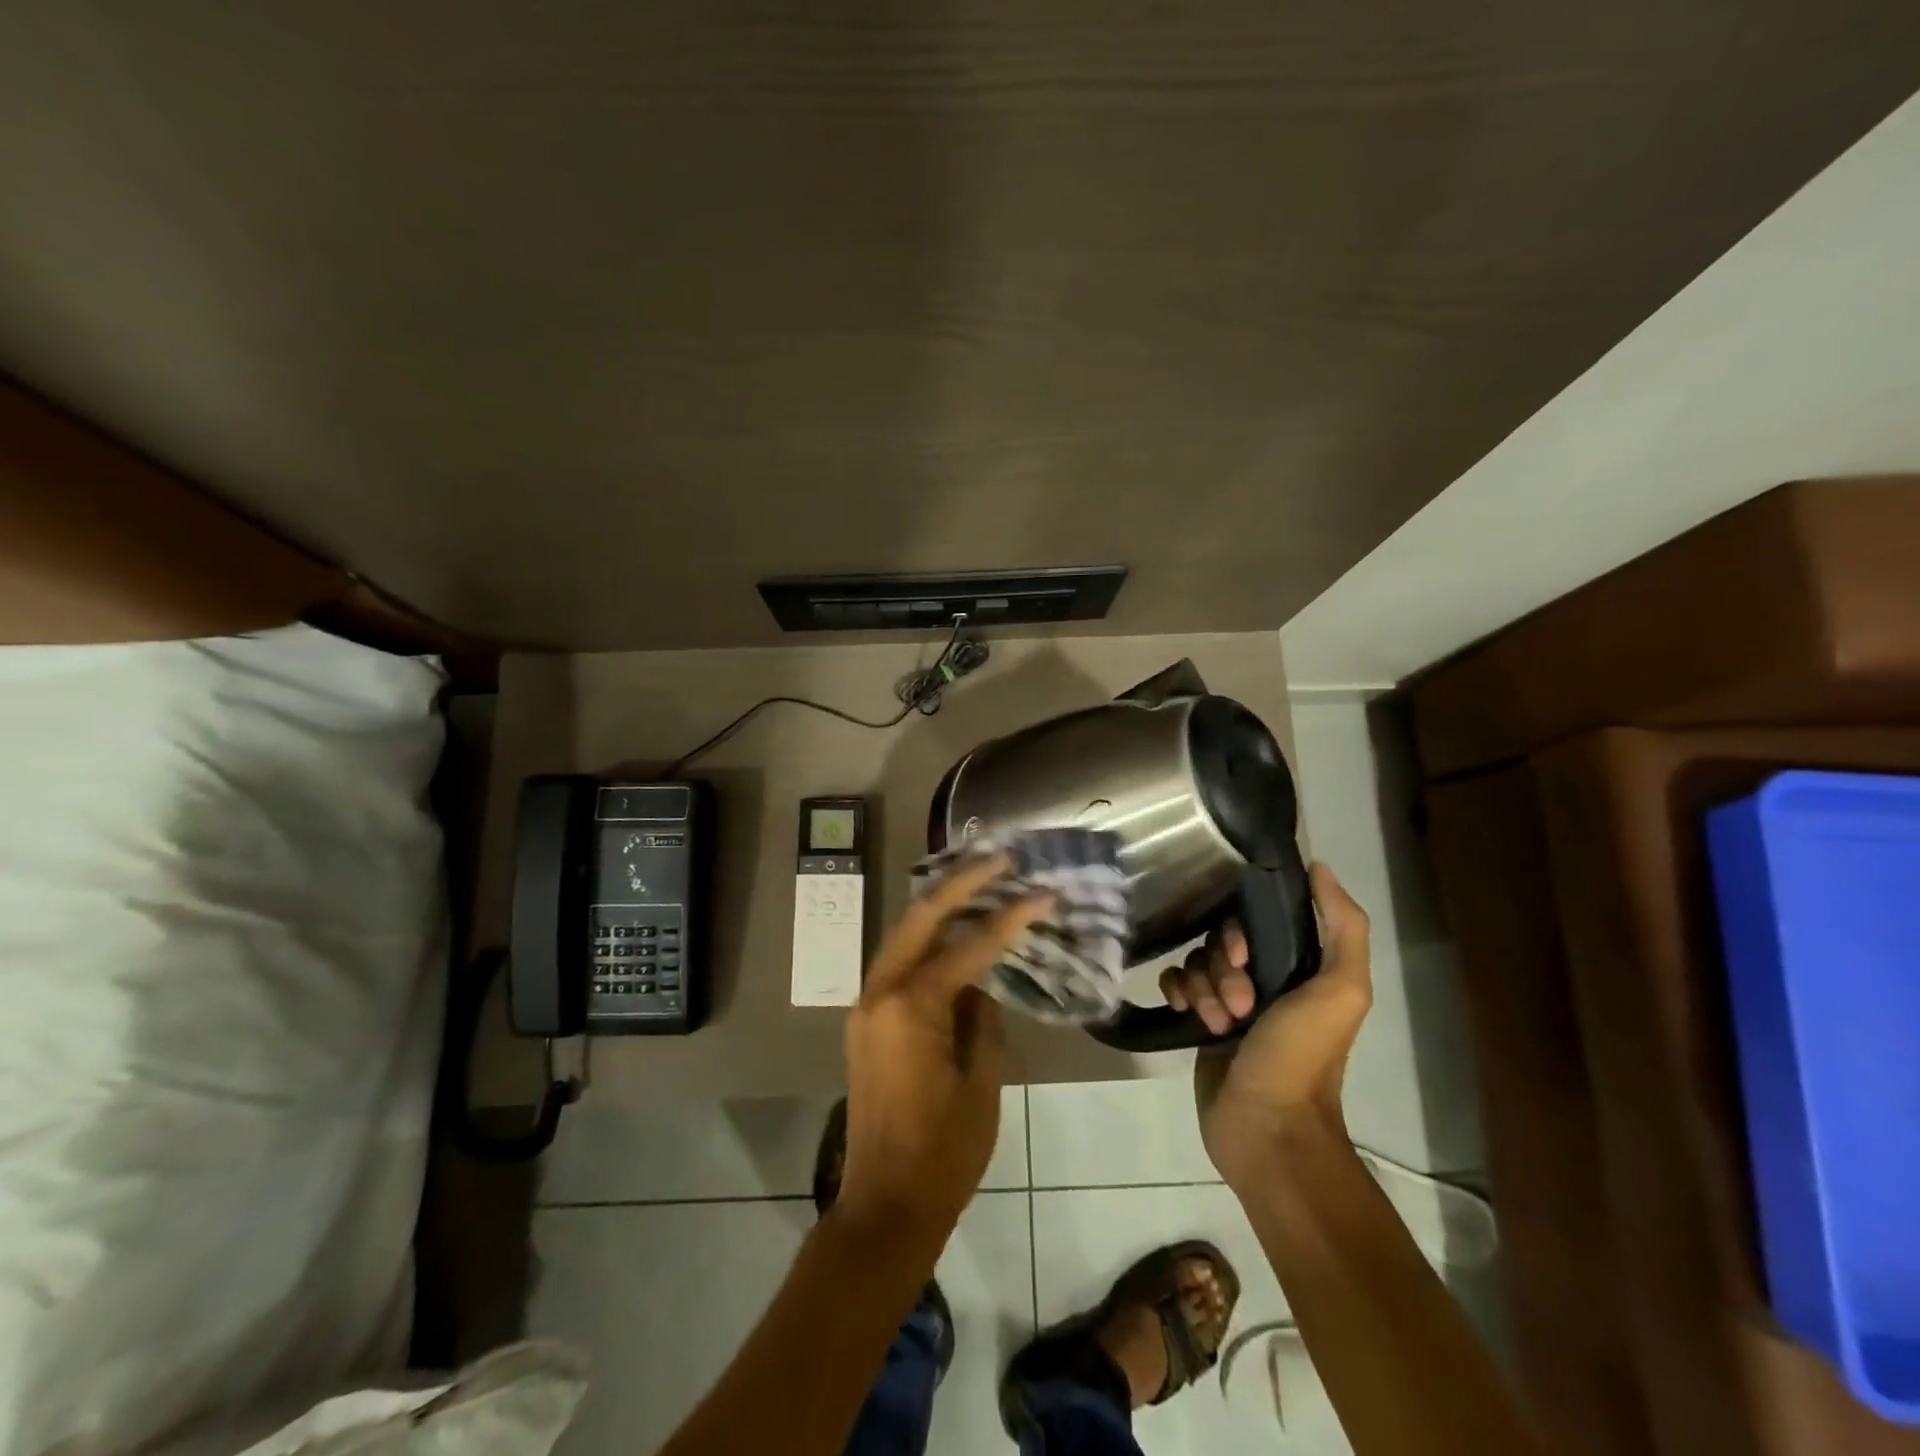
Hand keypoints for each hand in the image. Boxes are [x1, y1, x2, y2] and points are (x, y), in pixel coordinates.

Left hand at [836, 856, 1051, 1246]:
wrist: (885, 1205)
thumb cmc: (943, 1152)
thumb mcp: (981, 1083)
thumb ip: (983, 1020)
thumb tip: (983, 984)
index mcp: (910, 1006)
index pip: (969, 947)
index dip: (1010, 919)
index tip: (1042, 894)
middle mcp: (880, 992)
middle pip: (921, 918)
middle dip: (961, 883)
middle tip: (1000, 858)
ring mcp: (866, 1005)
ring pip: (904, 936)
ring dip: (940, 906)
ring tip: (979, 879)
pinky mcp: (866, 1021)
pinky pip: (899, 964)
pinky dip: (927, 942)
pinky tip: (953, 933)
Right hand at [1160, 863, 1372, 1187]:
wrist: (1266, 1128)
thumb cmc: (1302, 1057)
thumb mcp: (1341, 991)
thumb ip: (1344, 928)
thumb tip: (1319, 867)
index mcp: (1299, 967)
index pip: (1255, 921)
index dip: (1241, 934)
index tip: (1244, 961)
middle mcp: (1264, 979)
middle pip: (1220, 940)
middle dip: (1221, 969)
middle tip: (1237, 1006)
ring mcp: (1228, 1001)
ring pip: (1196, 961)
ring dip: (1201, 988)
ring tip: (1217, 1024)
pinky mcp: (1199, 1021)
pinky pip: (1176, 983)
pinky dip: (1177, 992)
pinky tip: (1185, 1013)